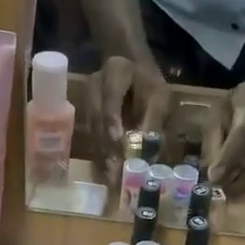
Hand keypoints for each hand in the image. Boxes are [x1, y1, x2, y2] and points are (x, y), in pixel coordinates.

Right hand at [89, 56, 171, 170]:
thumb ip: (153, 119)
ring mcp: (87, 99)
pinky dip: (100, 151)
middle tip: (115, 168)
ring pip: (92, 127)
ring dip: (102, 151)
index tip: (117, 140)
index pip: (110, 94)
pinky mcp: (85, 114)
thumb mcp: (159, 96)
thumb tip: (148, 150)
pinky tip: (107, 169)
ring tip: (111, 175)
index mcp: (116, 71)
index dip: (112, 118)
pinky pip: (91, 134)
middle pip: (97, 115)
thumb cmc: (149, 84)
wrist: (132, 69)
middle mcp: (95, 84)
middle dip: (106, 143)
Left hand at [209, 80, 244, 195]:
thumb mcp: (218, 112)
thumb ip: (214, 139)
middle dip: (234, 178)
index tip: (213, 177)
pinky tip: (241, 183)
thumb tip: (211, 172)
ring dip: (244, 184)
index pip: (244, 133)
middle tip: (217, 188)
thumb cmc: (237, 104)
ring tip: (227, 189)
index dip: (228, 158)